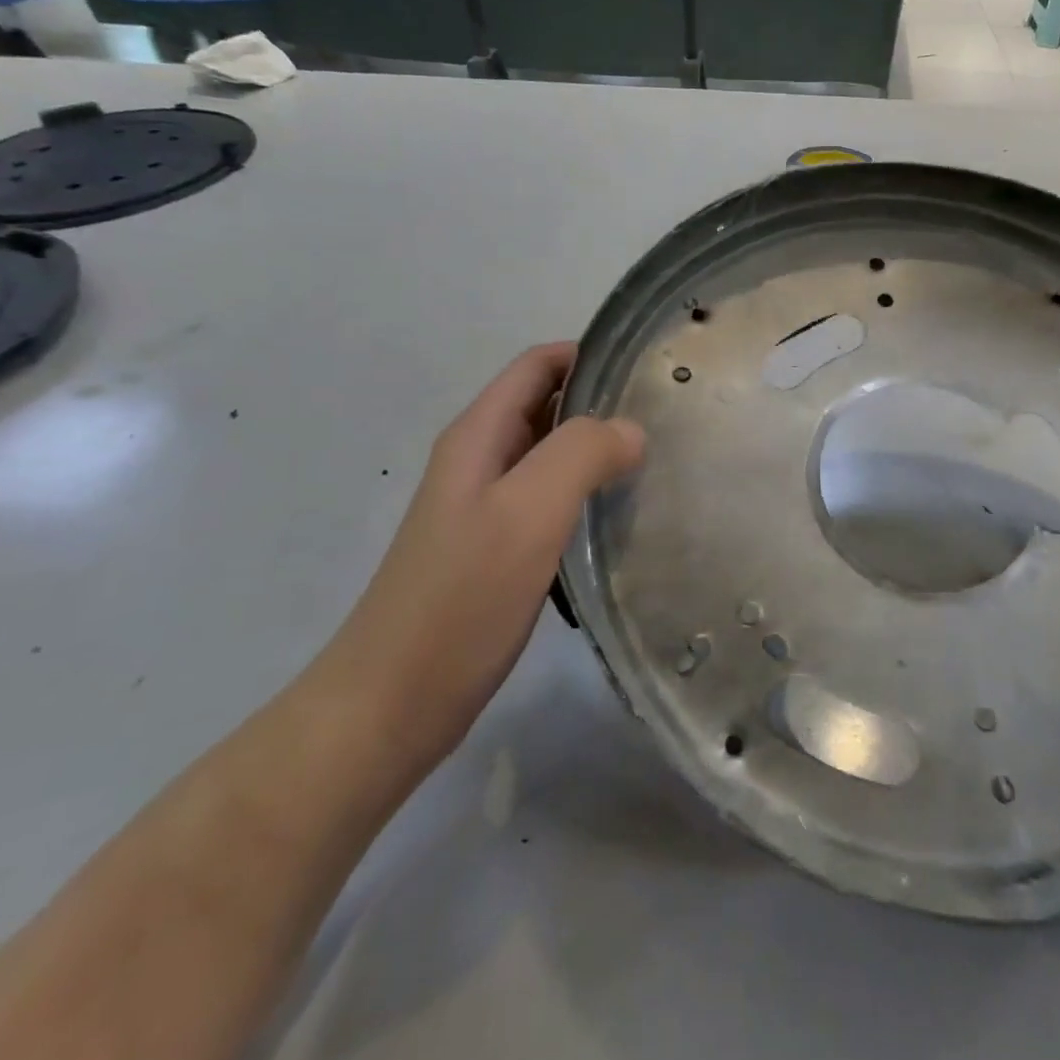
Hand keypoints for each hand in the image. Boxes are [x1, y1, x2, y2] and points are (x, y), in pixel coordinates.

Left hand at [314, 343, 644, 773]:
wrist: (392, 705)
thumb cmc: (460, 600)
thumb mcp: (526, 512)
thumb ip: (581, 455)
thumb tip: (630, 431)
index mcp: (478, 436)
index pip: (538, 365)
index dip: (589, 354)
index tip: (648, 369)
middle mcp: (480, 461)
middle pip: (546, 405)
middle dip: (601, 400)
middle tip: (666, 417)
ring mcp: (486, 508)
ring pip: (551, 455)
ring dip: (598, 449)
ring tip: (657, 461)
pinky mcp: (498, 550)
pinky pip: (551, 500)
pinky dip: (587, 493)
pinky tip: (621, 515)